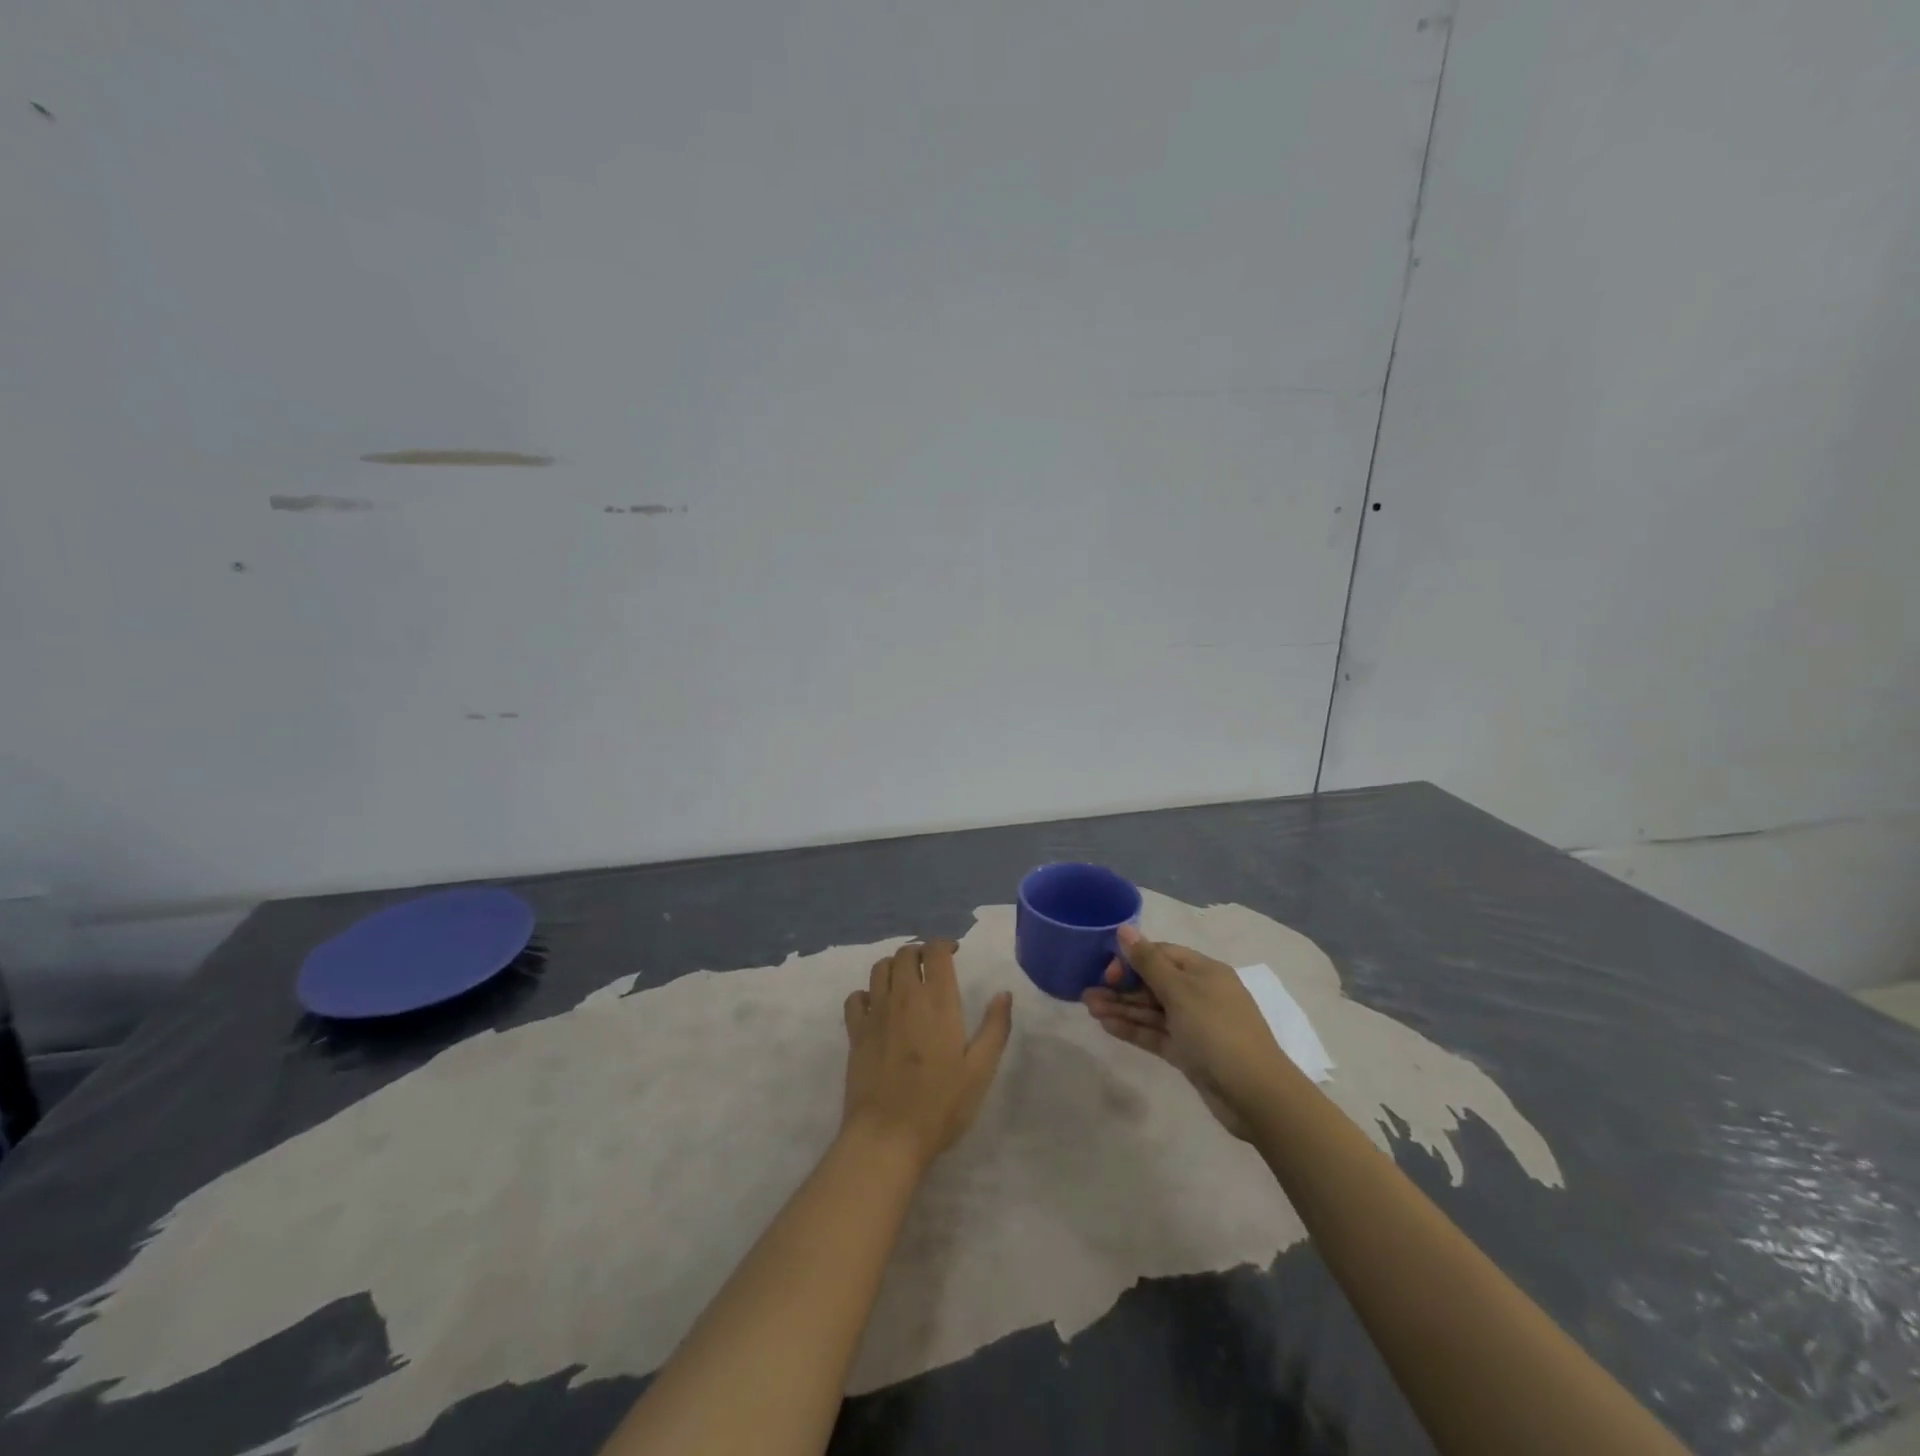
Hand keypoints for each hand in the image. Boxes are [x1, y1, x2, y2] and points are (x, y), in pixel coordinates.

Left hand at [842, 940, 1012, 1167]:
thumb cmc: (940, 1104)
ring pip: (879, 968)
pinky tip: (877, 1006)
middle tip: (931, 965)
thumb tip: (1004, 994)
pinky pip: (856, 997)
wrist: (888, 1136)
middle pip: (905, 953)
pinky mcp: (856, 1032)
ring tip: (906, 980)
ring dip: (894, 966)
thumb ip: (995, 1028)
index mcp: (937, 1001)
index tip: (953, 952)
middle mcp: (904, 997)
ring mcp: (875, 1013)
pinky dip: (867, 993)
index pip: (936, 952)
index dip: (944, 944)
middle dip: (919, 951)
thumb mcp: (980, 1070)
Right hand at [1082, 925, 1286, 1139]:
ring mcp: (1194, 1025)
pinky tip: (1107, 1026)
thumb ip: (1149, 962)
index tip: (1108, 972)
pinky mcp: (1189, 1053)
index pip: (1162, 955)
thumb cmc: (1217, 1031)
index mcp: (1204, 971)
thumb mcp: (1180, 991)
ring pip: (1152, 1010)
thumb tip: (1125, 928)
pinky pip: (1156, 1034)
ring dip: (1122, 1008)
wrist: (1255, 1095)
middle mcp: (1200, 994)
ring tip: (1089, 1008)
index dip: (1132, 960)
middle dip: (1121, 987)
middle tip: (1087, 994)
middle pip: (1153, 983)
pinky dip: (1134, 1028)